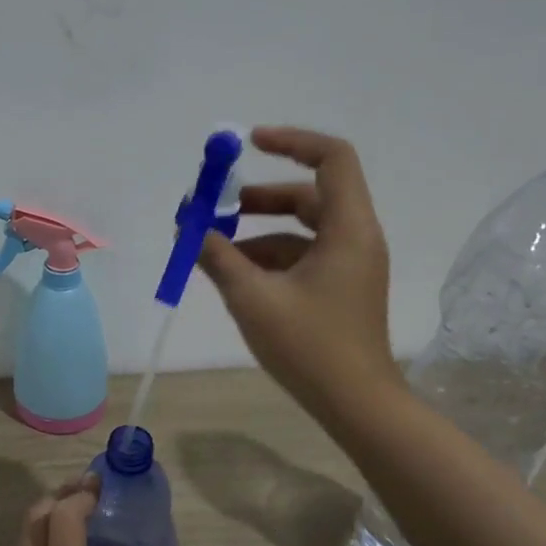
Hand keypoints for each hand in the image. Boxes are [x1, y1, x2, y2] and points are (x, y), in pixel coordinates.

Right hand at [198, 126, 404, 424]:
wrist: (356, 404)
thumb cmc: (309, 347)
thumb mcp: (253, 298)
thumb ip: (218, 257)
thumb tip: (189, 228)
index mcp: (348, 228)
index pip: (331, 158)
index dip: (291, 141)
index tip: (248, 143)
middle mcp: (356, 238)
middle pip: (310, 194)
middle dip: (261, 198)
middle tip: (218, 208)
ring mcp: (350, 265)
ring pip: (303, 229)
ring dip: (259, 233)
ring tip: (214, 250)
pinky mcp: (341, 289)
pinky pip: (304, 257)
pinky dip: (270, 259)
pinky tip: (236, 278)